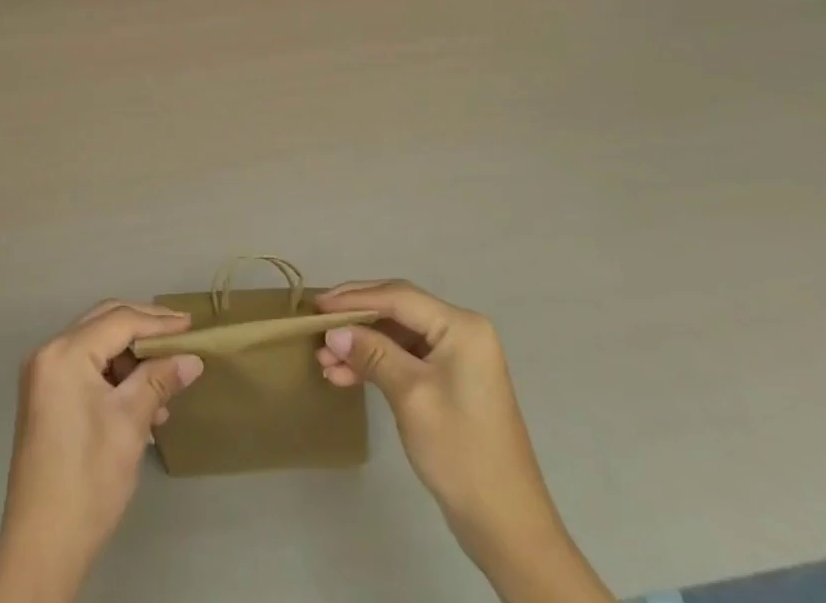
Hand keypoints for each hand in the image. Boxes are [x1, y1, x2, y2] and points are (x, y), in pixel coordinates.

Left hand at [0, 300, 202, 602]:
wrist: (42, 549)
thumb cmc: (88, 480)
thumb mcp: (130, 424)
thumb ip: (160, 380)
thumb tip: (192, 358)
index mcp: (64, 353)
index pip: (119, 320)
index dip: (158, 322)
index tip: (192, 327)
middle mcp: (48, 353)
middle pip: (105, 323)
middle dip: (145, 329)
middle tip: (181, 337)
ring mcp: (44, 376)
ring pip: (97, 345)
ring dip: (132, 359)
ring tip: (165, 386)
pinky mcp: (46, 398)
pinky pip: (87, 369)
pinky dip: (115, 377)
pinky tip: (142, 404)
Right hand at [315, 281, 609, 602]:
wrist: (508, 528)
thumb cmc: (461, 453)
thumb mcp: (411, 397)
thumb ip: (372, 354)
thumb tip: (333, 332)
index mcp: (461, 326)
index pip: (398, 297)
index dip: (354, 298)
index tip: (317, 306)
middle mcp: (461, 332)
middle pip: (397, 311)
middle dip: (355, 321)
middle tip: (317, 328)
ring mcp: (457, 358)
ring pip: (397, 336)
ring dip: (362, 346)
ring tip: (325, 361)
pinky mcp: (450, 382)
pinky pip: (406, 359)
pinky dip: (377, 364)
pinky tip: (346, 375)